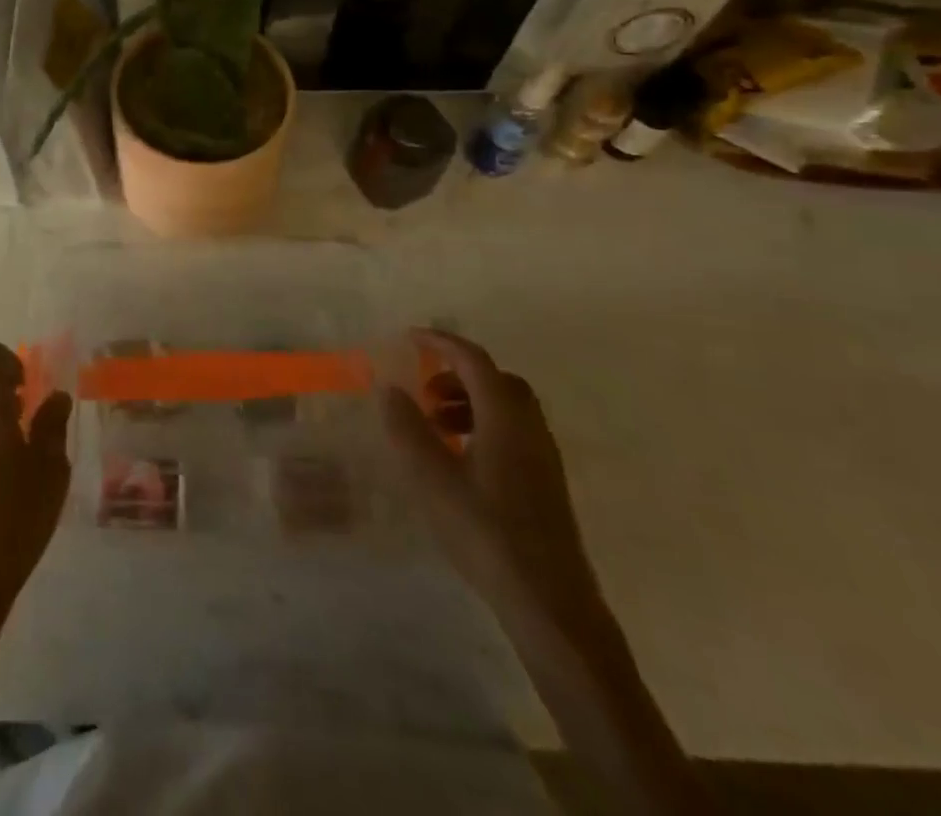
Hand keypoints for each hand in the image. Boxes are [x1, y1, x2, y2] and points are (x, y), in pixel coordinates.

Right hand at [382, 330, 604, 637]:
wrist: (550, 603)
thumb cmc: (486, 532)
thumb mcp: (432, 479)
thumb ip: (408, 428)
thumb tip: (390, 388)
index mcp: (505, 416)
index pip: (473, 359)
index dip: (440, 342)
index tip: (409, 338)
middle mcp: (529, 426)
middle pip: (495, 379)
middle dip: (457, 373)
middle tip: (424, 390)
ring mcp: (543, 455)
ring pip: (506, 406)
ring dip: (469, 401)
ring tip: (436, 426)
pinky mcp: (545, 482)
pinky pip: (513, 432)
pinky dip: (483, 426)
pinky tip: (460, 460)